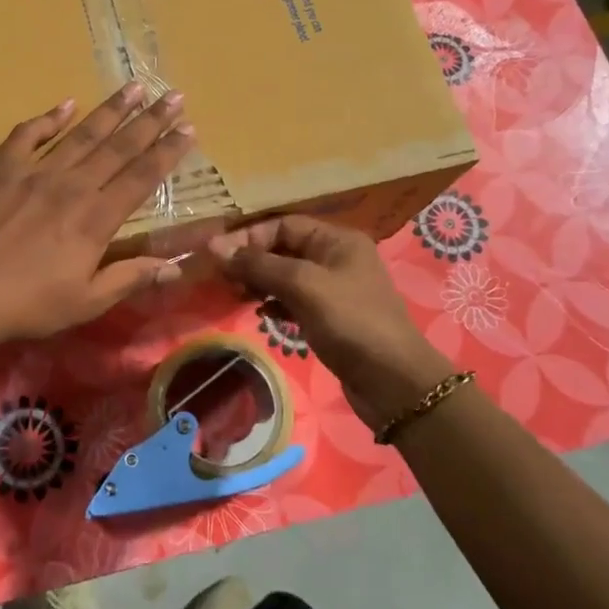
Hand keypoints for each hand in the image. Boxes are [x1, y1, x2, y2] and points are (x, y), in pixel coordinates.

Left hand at [0, 84, 194, 351]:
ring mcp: (33, 172)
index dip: (167, 152)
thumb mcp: (84, 303)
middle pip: (118, 147)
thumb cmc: (24, 305)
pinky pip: (27, 135)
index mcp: (95, 219)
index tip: (189, 128)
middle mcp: (71, 186)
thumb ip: (130, 278)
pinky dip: (48, 119)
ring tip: (133, 88)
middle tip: (173, 95)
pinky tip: (65, 105)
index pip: (141, 177)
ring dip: (109, 110)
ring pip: (80, 133)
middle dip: (149, 120)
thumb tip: (176, 265)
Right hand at [207, 215, 455, 432]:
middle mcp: (337, 258)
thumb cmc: (351, 322)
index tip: (219, 256)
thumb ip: (258, 265)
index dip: (250, 237)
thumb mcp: (303, 286)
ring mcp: (334, 290)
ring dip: (260, 282)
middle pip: (284, 249)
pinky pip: (294, 301)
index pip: (283, 225)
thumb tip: (214, 247)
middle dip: (252, 261)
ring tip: (236, 295)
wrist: (394, 383)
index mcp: (338, 240)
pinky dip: (275, 303)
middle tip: (223, 278)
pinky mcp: (330, 318)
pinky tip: (260, 313)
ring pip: (286, 276)